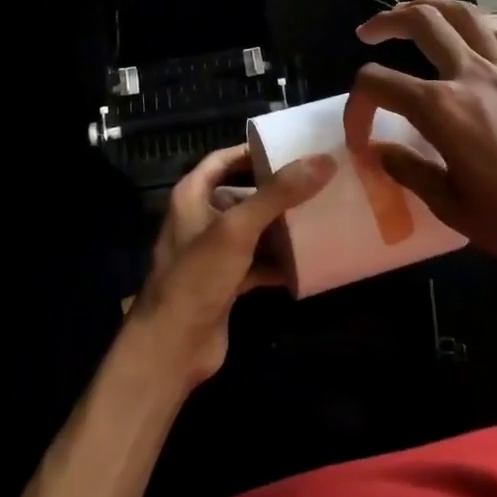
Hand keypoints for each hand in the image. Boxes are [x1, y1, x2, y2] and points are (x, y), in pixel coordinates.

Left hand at [126, 145, 333, 390]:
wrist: (172, 348)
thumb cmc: (198, 276)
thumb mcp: (238, 228)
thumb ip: (278, 193)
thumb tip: (324, 160)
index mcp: (193, 195)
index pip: (224, 159)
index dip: (255, 151)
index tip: (294, 148)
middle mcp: (201, 218)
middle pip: (243, 193)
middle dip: (277, 190)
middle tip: (317, 182)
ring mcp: (214, 253)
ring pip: (253, 230)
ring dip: (282, 226)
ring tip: (321, 215)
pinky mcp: (226, 283)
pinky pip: (258, 263)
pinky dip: (280, 262)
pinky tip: (310, 262)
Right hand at [344, 0, 496, 288]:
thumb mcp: (453, 208)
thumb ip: (410, 171)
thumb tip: (381, 151)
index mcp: (442, 109)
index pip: (379, 84)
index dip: (356, 105)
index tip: (359, 137)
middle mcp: (472, 75)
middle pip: (422, 21)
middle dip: (387, 21)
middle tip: (369, 32)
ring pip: (465, 14)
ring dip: (432, 6)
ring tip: (414, 14)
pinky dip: (479, 24)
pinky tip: (473, 35)